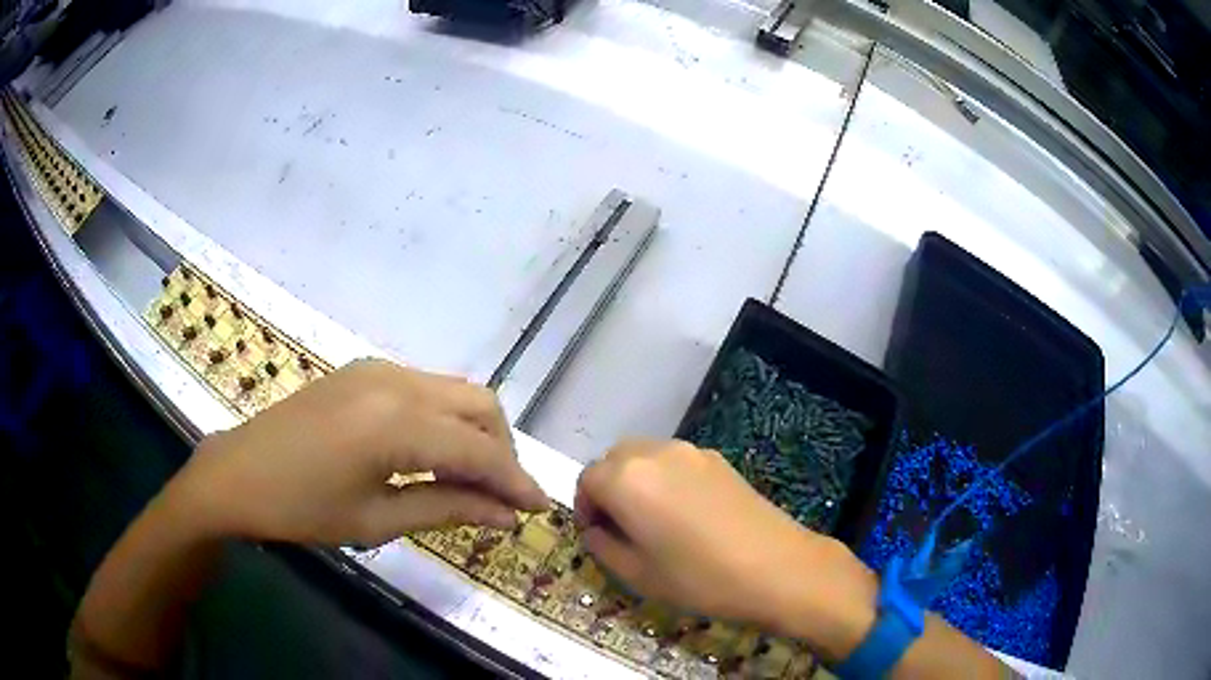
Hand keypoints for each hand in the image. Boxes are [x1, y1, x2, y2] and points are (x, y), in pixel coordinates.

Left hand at [169, 359, 548, 546]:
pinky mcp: (365, 370)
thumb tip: (507, 515)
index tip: (540, 510)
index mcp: (395, 422)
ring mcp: (378, 368)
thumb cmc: (301, 509)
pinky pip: (427, 389)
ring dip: (476, 433)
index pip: (479, 449)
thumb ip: (448, 509)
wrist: (238, 473)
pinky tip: (433, 455)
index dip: (515, 481)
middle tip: (501, 497)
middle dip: (502, 451)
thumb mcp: (376, 519)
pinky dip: (445, 420)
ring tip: (471, 481)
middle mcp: (395, 380)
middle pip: (480, 405)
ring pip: (456, 392)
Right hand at [574, 440, 873, 642]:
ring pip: (645, 456)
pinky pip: (676, 461)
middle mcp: (655, 453)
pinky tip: (686, 514)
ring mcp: (691, 452)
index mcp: (627, 479)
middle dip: (608, 489)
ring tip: (653, 520)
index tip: (597, 535)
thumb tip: (596, 531)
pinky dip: (665, 479)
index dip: (584, 508)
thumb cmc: (699, 578)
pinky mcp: (719, 459)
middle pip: (614, 460)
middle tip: (621, 527)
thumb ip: (603, 547)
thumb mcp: (638, 575)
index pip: (587, 480)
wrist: (777, 567)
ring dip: (636, 481)